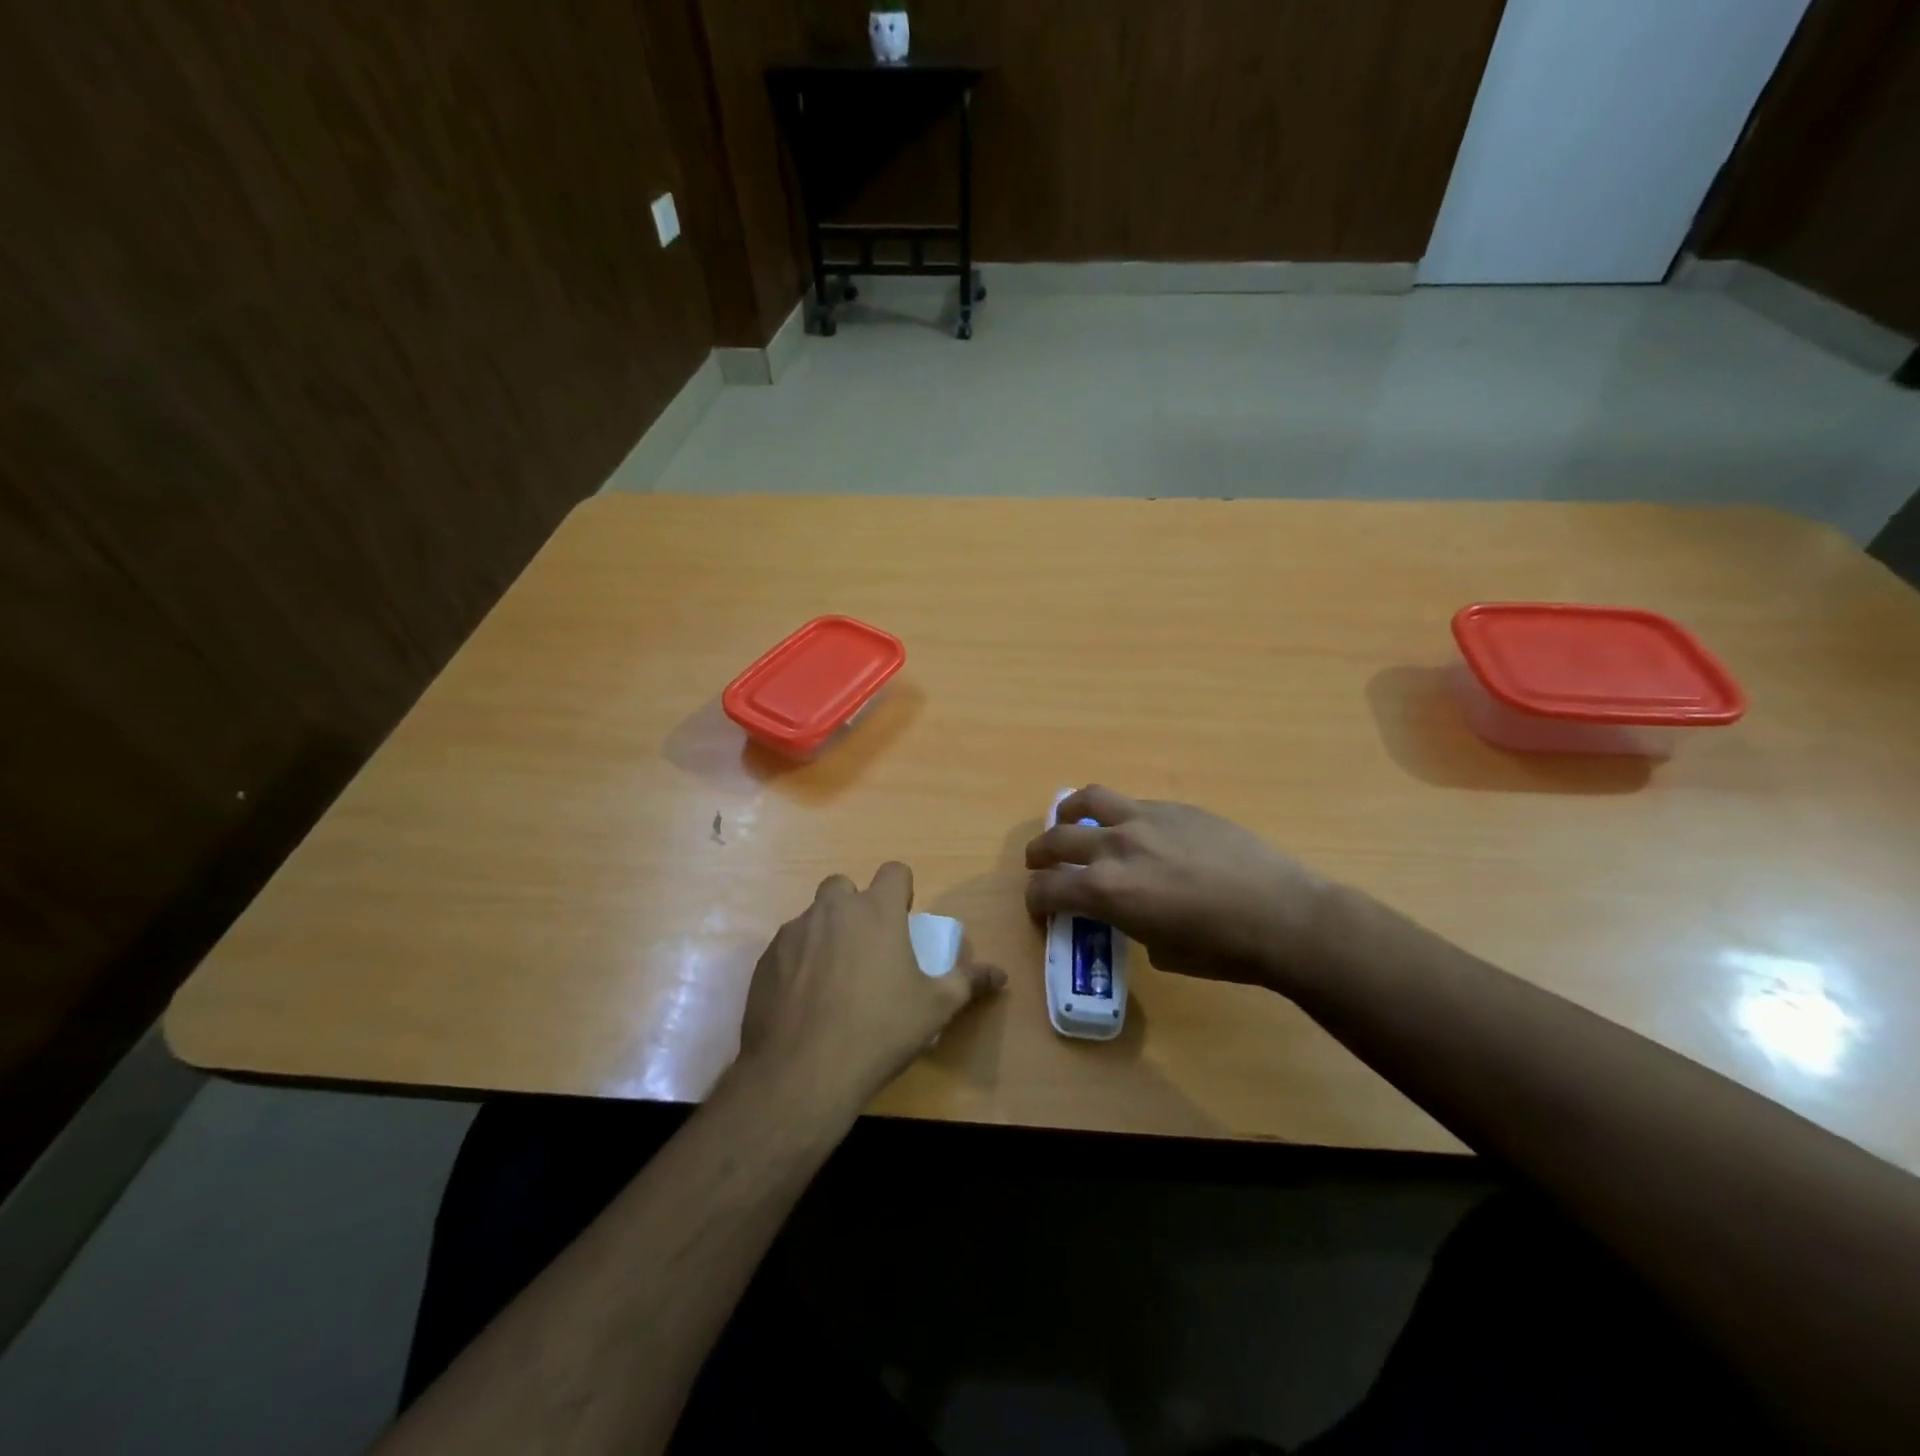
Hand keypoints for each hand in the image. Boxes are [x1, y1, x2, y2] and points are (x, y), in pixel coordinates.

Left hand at [734, 862, 1004, 1124]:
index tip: (903, 919)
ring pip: (813, 917)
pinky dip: (798, 962)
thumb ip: (968, 982)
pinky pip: (787, 947)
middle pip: (844, 886)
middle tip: (866, 947)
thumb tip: (1000, 974)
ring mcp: (794, 932)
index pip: (893, 871)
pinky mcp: (766, 959)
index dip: (901, 890)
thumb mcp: (935, 1008)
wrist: (803, 1072)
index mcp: (876, 912)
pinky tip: (805, 1001)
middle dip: (855, 906)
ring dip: (826, 935)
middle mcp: (832, 910)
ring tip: (835, 980)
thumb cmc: (879, 1031)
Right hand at [1025, 786, 1327, 991]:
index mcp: (1105, 891)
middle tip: (1040, 865)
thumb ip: (1129, 922)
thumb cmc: (1221, 950)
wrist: (1282, 915)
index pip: (1046, 889)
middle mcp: (1114, 847)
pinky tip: (1133, 829)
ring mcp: (1144, 819)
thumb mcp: (1160, 950)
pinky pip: (1131, 803)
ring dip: (1068, 812)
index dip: (1035, 901)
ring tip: (1069, 819)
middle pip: (1055, 839)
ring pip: (1088, 800)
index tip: (1041, 909)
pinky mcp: (1174, 807)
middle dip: (1039, 855)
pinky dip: (1117, 815)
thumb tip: (1128, 910)